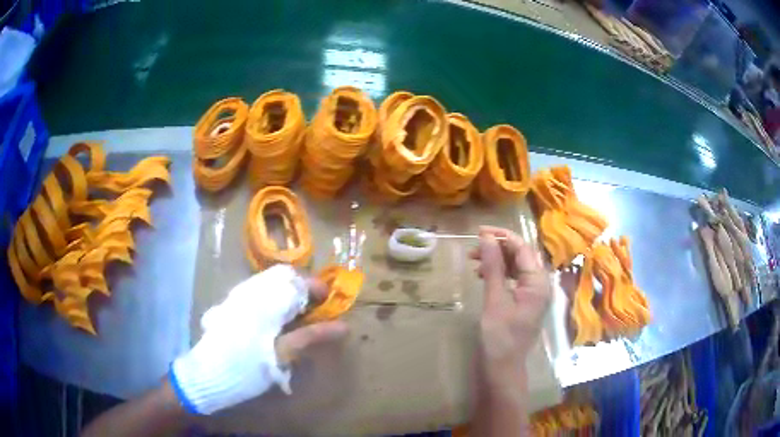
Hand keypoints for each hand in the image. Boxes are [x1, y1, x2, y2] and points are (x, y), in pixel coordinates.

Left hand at [170, 265, 347, 414]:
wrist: (208, 374)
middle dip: (302, 289)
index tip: (329, 303)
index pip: (297, 280)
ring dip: (287, 294)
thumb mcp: (282, 355)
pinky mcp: (231, 305)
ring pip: (269, 283)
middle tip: (314, 311)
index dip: (317, 288)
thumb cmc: (247, 367)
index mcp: (265, 300)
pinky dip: (272, 299)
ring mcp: (238, 296)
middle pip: (283, 276)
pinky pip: (257, 292)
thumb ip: (311, 336)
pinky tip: (274, 320)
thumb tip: (342, 326)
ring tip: (296, 316)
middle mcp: (251, 290)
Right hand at [470, 226, 551, 385]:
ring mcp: (535, 294)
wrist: (503, 369)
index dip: (501, 236)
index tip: (478, 231)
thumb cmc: (499, 337)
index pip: (522, 248)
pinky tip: (485, 276)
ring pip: (518, 267)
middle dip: (498, 248)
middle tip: (473, 249)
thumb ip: (493, 267)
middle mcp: (541, 284)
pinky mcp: (526, 302)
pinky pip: (516, 279)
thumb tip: (486, 237)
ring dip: (498, 260)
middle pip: (522, 256)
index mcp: (539, 282)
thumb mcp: (495, 300)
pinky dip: (500, 274)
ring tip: (475, 262)